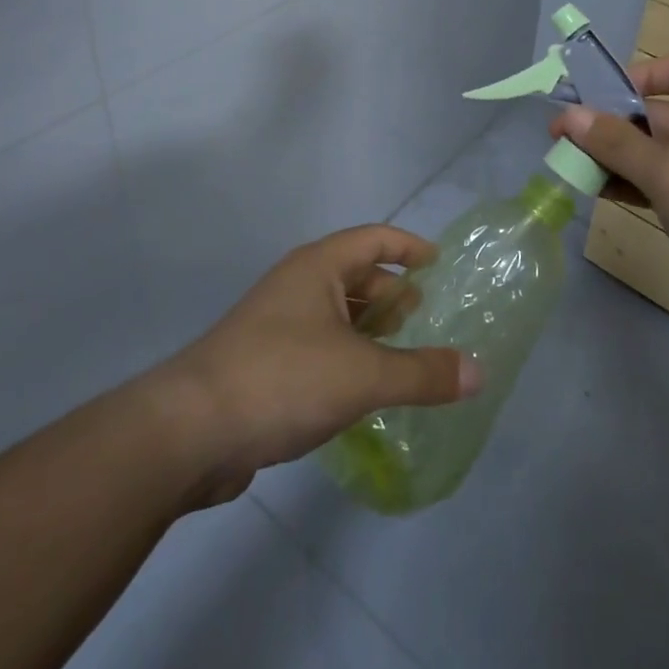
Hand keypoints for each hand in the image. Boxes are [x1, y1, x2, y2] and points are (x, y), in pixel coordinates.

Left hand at [152, 225, 480, 504]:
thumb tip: (478, 372)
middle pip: (356, 275)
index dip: (410, 247)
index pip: (375, 238)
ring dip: (370, 330)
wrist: (190, 430)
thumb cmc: (283, 378)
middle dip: (392, 293)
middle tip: (427, 319)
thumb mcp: (363, 374)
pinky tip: (363, 392)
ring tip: (403, 356)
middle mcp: (297, 285)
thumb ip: (423, 373)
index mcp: (319, 267)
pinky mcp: (264, 363)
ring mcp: (276, 324)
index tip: (441, 265)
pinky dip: (347, 358)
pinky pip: (319, 347)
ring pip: (336, 315)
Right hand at [553, 56, 668, 348]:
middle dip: (611, 125)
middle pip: (657, 115)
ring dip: (615, 158)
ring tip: (568, 166)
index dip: (638, 76)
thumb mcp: (668, 171)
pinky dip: (632, 185)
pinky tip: (597, 192)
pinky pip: (663, 185)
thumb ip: (615, 142)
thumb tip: (568, 116)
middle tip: (561, 137)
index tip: (596, 94)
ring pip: (655, 154)